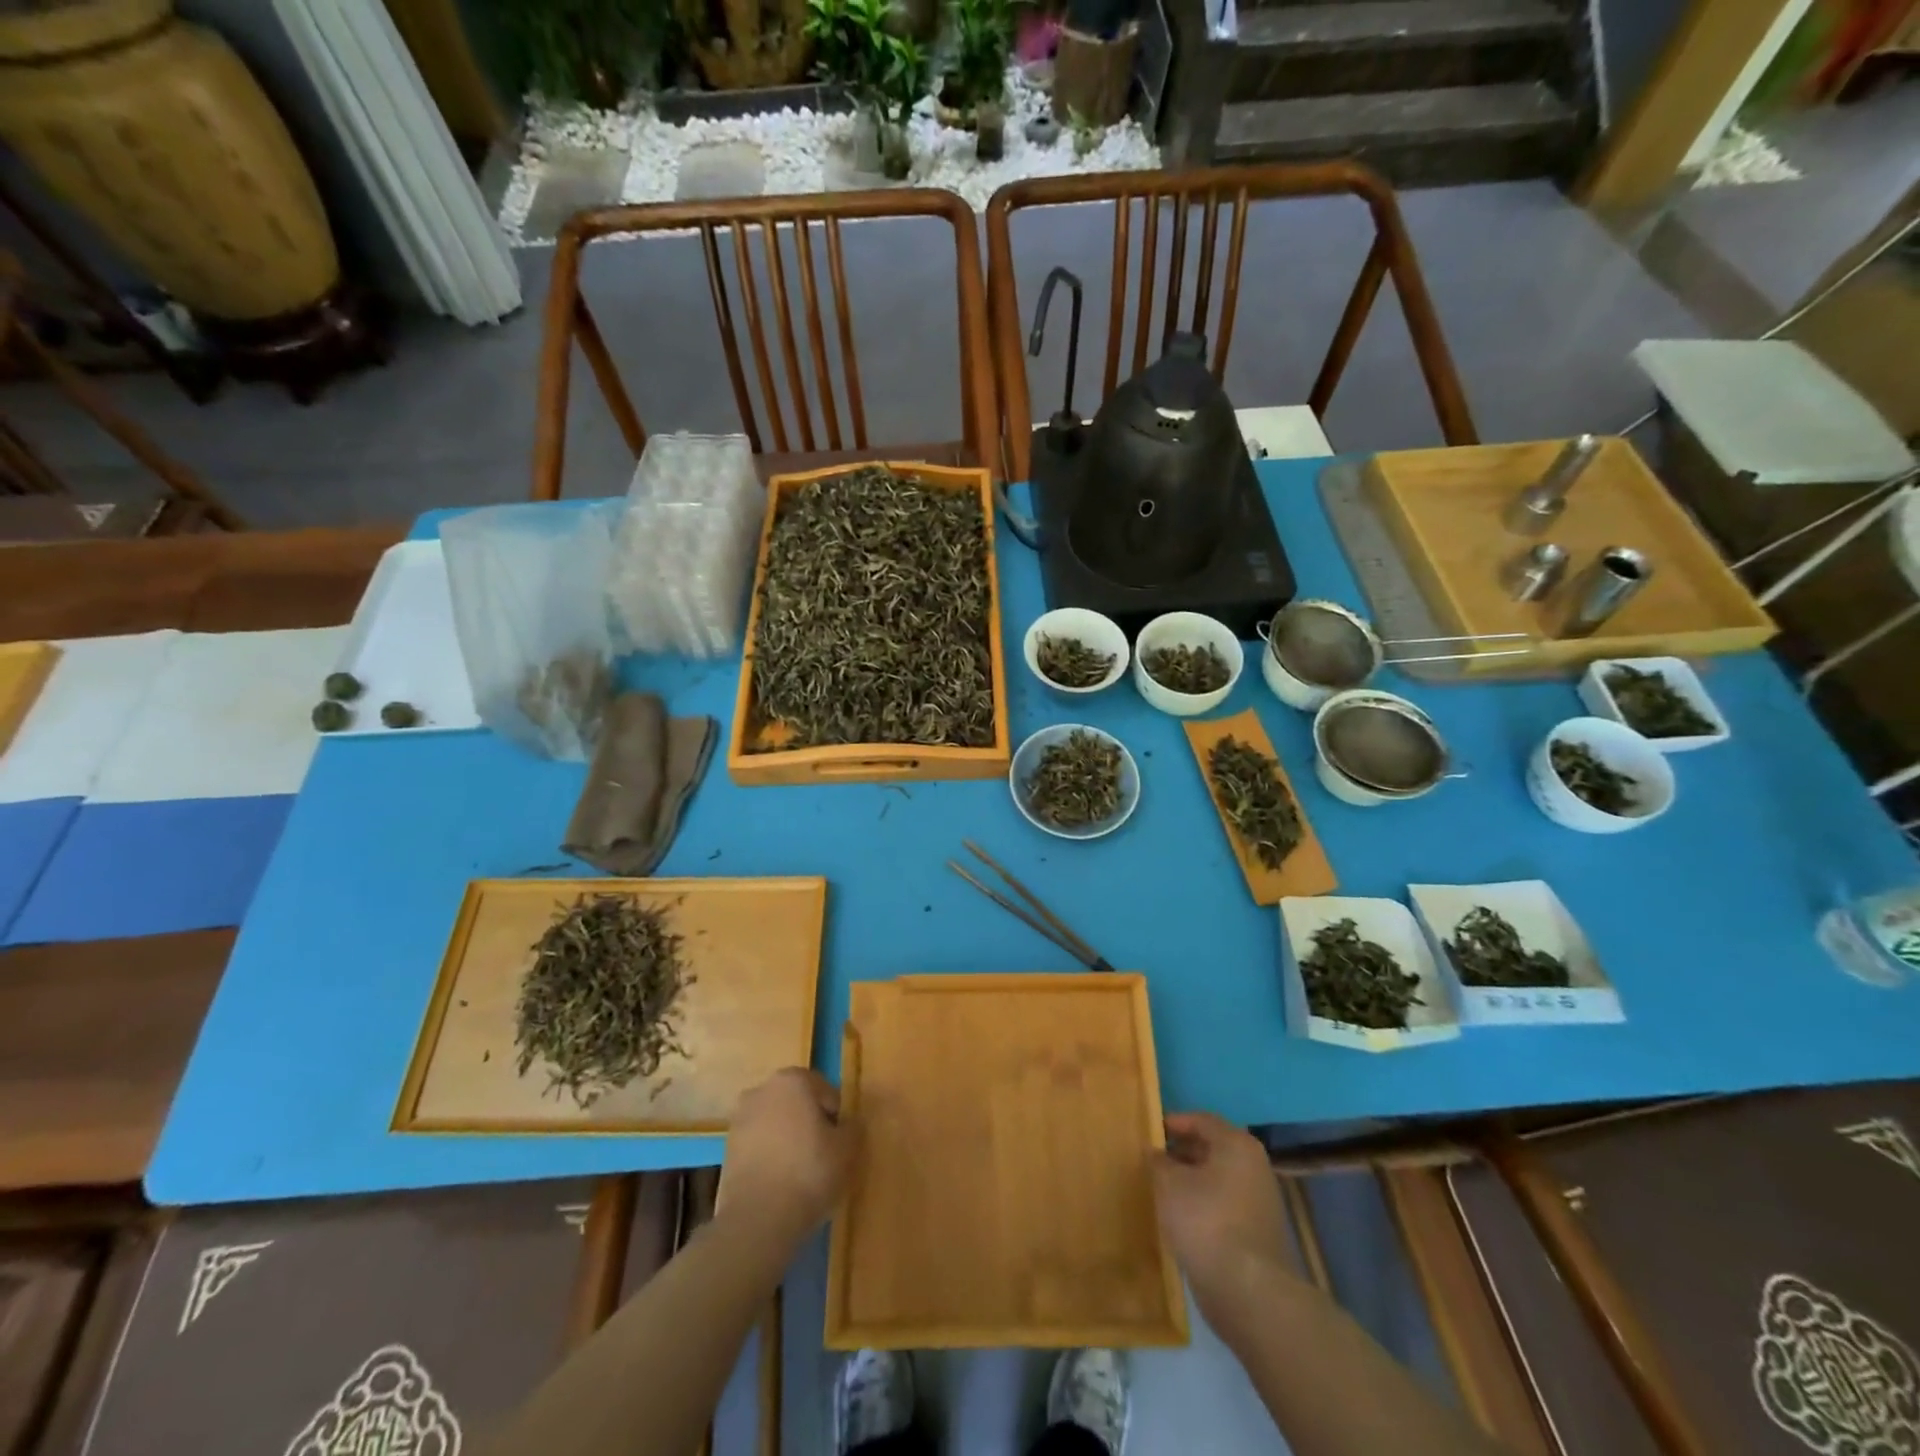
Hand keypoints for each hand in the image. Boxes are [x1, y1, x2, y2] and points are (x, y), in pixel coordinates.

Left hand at [717, 1068, 857, 1242]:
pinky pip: (759, 1146)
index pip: (825, 1092)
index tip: (839, 1144)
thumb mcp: (848, 1149)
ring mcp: (740, 1119)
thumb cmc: (809, 1172)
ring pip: (776, 1124)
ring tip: (801, 1174)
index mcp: (793, 1080)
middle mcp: (762, 1090)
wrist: (758, 1220)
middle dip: (810, 1124)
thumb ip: (853, 1127)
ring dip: (788, 1140)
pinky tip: (780, 1183)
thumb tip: (849, 1123)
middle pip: (797, 1104)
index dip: (836, 1118)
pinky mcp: (727, 1149)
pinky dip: (770, 1157)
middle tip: (823, 1156)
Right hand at [1153, 1112, 1296, 1326]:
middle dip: (1181, 1152)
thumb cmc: (1206, 1221)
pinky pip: (1224, 1205)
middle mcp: (1254, 1166)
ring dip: (1191, 1180)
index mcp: (1237, 1145)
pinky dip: (1203, 1204)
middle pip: (1212, 1148)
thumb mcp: (1169, 1184)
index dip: (1173, 1123)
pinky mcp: (1258, 1232)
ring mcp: (1260, 1201)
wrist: (1249, 1291)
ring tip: (1162, 1189)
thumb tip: (1156, 1153)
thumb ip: (1158, 1161)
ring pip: (1218, 1179)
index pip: (1201, 1120)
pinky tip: (1181, 1218)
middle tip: (1153, 1160)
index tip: (1149, 1132)